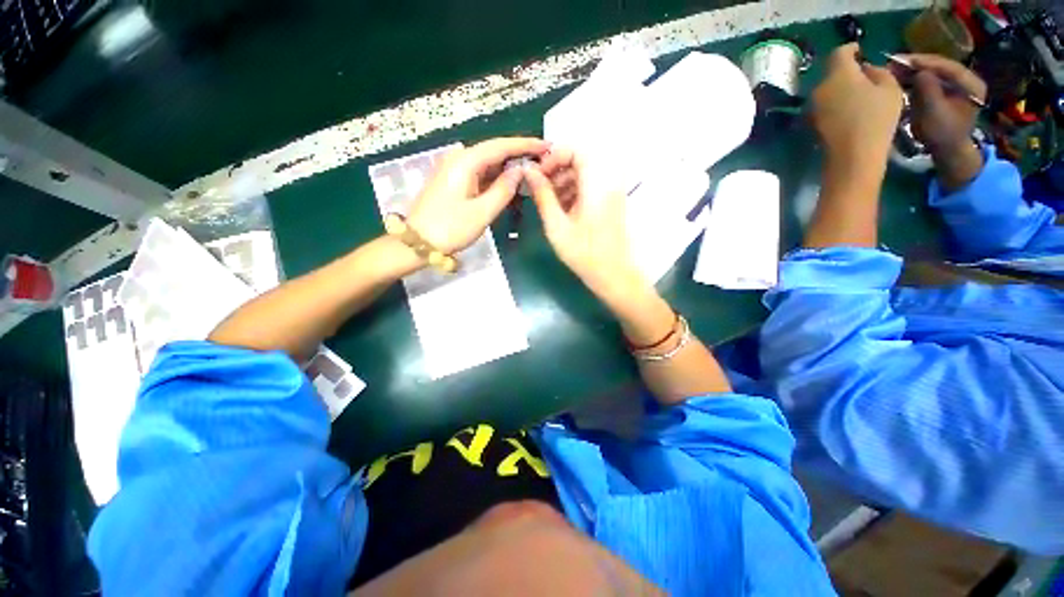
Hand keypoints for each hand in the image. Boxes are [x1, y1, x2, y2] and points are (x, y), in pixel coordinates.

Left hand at [407, 137, 548, 253]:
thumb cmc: (450, 229)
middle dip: (519, 154)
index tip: (546, 146)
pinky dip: (497, 177)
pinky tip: (510, 182)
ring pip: (488, 162)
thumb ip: (503, 190)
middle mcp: (459, 159)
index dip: (525, 144)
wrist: (418, 243)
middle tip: (543, 160)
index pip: (501, 146)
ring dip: (509, 166)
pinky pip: (480, 173)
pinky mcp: (453, 181)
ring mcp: (454, 169)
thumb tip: (520, 171)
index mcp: (465, 162)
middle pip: (494, 150)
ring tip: (532, 170)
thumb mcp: (482, 212)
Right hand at [525, 148, 647, 300]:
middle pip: (580, 162)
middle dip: (556, 171)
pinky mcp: (609, 204)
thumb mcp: (557, 226)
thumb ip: (543, 196)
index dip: (554, 157)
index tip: (538, 174)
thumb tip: (529, 171)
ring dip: (563, 183)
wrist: (613, 275)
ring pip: (584, 176)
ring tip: (547, 203)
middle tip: (538, 190)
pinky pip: (589, 189)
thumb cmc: (584, 254)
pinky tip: (560, 210)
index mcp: (596, 185)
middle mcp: (607, 183)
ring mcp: (610, 194)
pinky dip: (572, 193)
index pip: (577, 152)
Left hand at [811, 44, 903, 167]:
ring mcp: (813, 107)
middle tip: (864, 74)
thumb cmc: (877, 118)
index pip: (839, 53)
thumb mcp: (890, 88)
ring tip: (859, 93)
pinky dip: (836, 101)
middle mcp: (820, 88)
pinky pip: (825, 104)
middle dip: (846, 70)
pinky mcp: (812, 122)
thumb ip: (878, 72)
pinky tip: (850, 109)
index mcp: (838, 74)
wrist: (852, 155)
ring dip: (841, 87)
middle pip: (832, 72)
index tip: (860, 51)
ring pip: (828, 89)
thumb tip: (866, 69)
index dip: (850, 49)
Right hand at [893, 54, 985, 154]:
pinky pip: (931, 77)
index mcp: (972, 84)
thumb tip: (918, 71)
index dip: (925, 62)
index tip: (903, 60)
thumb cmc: (942, 134)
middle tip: (895, 62)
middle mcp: (967, 79)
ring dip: (914, 69)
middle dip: (918, 64)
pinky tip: (902, 76)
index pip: (948, 66)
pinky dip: (916, 76)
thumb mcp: (934, 113)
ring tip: (895, 68)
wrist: (947, 150)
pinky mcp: (946, 89)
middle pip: (940, 65)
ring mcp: (957, 84)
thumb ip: (928, 90)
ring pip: (934, 70)